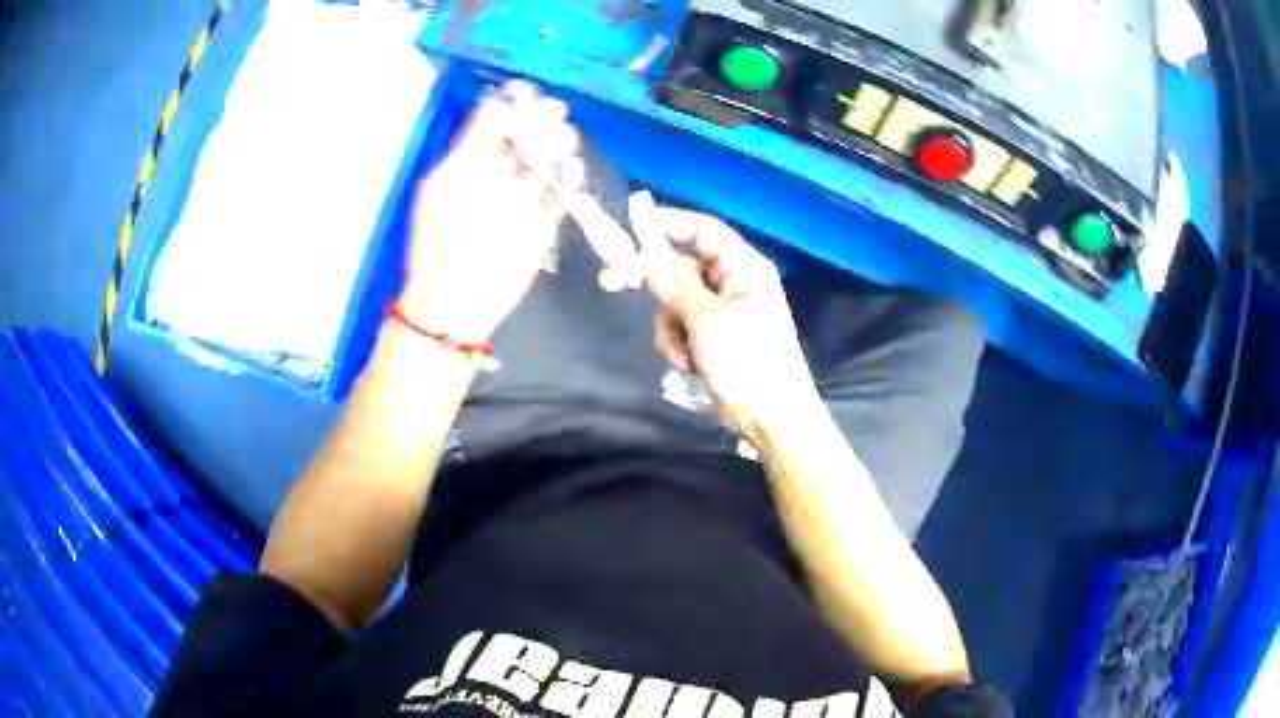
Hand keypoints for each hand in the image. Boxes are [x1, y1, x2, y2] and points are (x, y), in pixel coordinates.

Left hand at [398, 81, 583, 342]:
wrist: (457, 298)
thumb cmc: (441, 239)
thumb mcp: (446, 184)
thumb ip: (470, 144)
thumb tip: (493, 104)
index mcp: (470, 163)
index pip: (497, 123)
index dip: (514, 105)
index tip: (528, 92)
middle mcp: (499, 175)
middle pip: (529, 137)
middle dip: (543, 121)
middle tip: (553, 114)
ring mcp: (522, 199)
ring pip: (550, 161)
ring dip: (559, 148)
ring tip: (559, 148)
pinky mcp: (543, 223)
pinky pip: (563, 195)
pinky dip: (569, 182)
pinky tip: (569, 175)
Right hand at [636, 204, 820, 433]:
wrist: (772, 420)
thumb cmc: (748, 362)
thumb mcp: (706, 319)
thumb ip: (673, 282)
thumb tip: (645, 252)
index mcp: (744, 267)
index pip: (702, 230)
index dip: (666, 223)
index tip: (627, 227)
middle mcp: (734, 283)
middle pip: (682, 267)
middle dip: (656, 287)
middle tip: (608, 283)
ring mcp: (723, 312)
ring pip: (675, 302)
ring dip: (670, 328)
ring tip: (685, 354)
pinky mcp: (713, 338)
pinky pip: (681, 328)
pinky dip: (678, 345)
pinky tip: (690, 366)